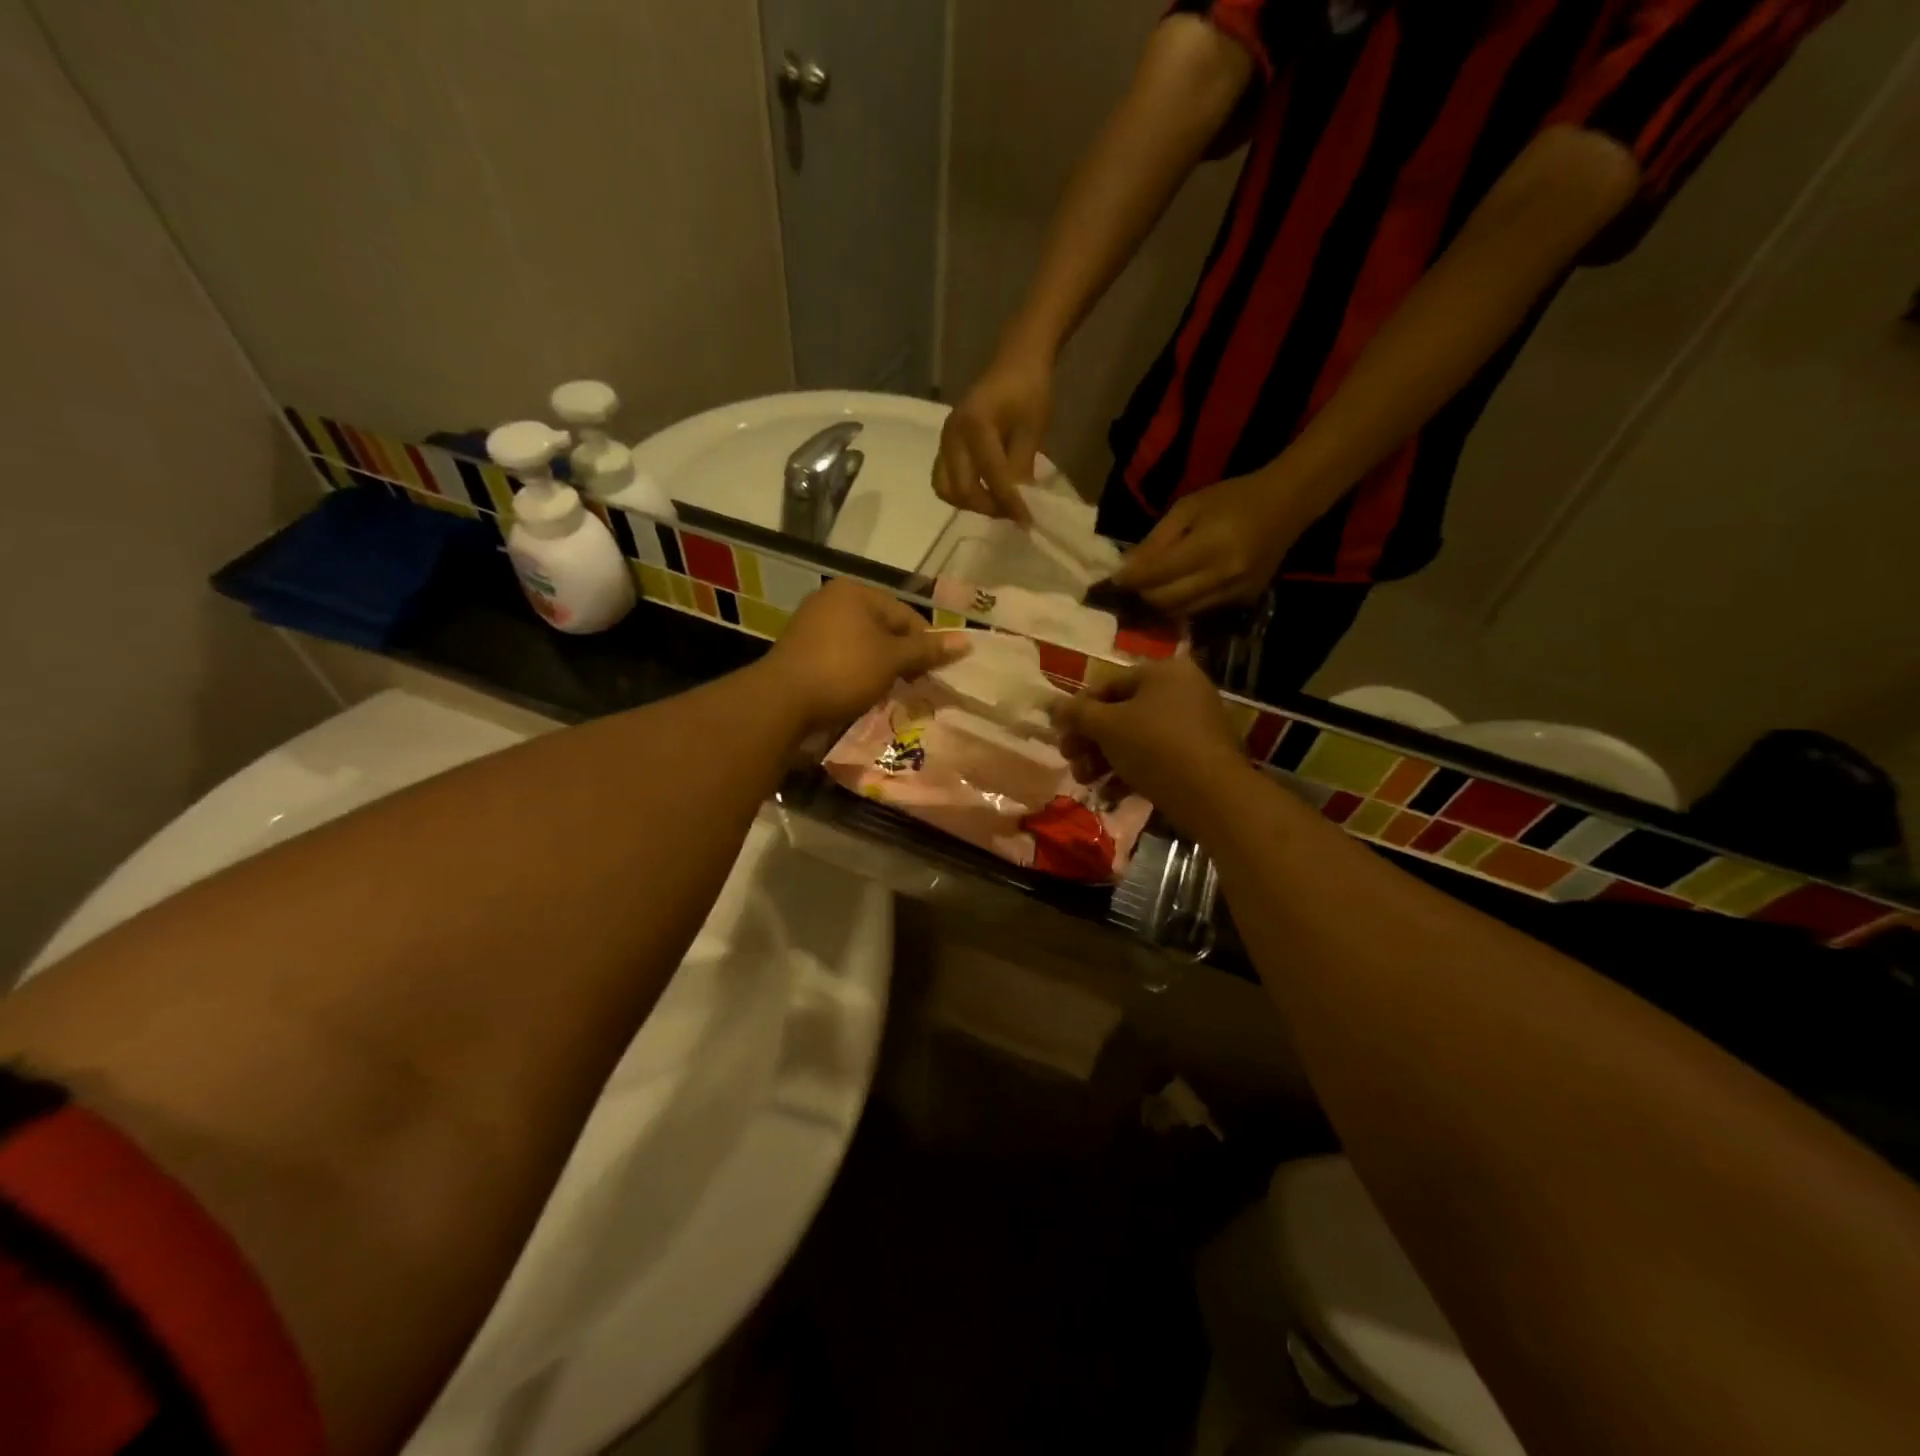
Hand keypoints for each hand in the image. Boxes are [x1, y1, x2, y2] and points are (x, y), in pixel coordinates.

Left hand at [761, 580, 968, 735]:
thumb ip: (927, 650)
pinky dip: (855, 673)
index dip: (925, 645)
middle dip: (901, 658)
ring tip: (887, 693)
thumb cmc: (844, 672)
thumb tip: (967, 641)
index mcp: (855, 592)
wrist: (781, 702)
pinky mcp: (802, 651)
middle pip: (884, 629)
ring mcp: (813, 625)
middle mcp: (832, 600)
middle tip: (911, 686)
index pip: (906, 615)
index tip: (932, 675)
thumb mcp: (892, 660)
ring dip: (879, 668)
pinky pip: (841, 657)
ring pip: (863, 645)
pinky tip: (859, 693)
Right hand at [933, 355, 1052, 524]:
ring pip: (947, 490)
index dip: (1011, 503)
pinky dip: (963, 494)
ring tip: (998, 503)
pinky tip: (986, 492)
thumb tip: (1020, 504)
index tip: (1027, 522)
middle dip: (989, 507)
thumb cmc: (1028, 392)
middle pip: (962, 490)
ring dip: (972, 504)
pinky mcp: (944, 447)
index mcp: (975, 426)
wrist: (1015, 364)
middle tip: (1013, 512)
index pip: (992, 477)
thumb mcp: (1032, 431)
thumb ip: (1021, 469)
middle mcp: (952, 436)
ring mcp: (944, 442)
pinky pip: (945, 481)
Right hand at [1052, 656, 1251, 833]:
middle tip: (1070, 761)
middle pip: (1121, 713)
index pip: (1108, 685)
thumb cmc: (1155, 747)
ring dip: (1104, 759)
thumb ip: (1076, 713)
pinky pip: (1155, 757)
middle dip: (1090, 740)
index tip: (1060, 735)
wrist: (1213, 795)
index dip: (1078, 710)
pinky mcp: (1198, 756)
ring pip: (1136, 737)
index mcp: (1163, 672)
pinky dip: (1130, 771)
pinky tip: (1110, 793)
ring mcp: (1193, 724)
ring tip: (1085, 781)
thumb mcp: (1107, 726)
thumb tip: (1052, 705)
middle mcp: (1182, 691)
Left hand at [1109, 473, 1301, 616]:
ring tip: (1149, 591)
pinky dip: (1183, 605)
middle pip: (1166, 600)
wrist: (1288, 503)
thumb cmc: (1233, 497)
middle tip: (1130, 586)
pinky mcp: (1244, 601)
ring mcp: (1235, 593)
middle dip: (1142, 595)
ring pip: (1182, 612)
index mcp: (1209, 547)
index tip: (1112, 580)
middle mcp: (1222, 576)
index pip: (1157, 574)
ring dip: (1160, 605)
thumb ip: (1156, 540)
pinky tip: (1176, 592)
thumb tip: (1126, 567)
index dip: (1130, 580)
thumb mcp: (1188, 507)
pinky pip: (1201, 611)